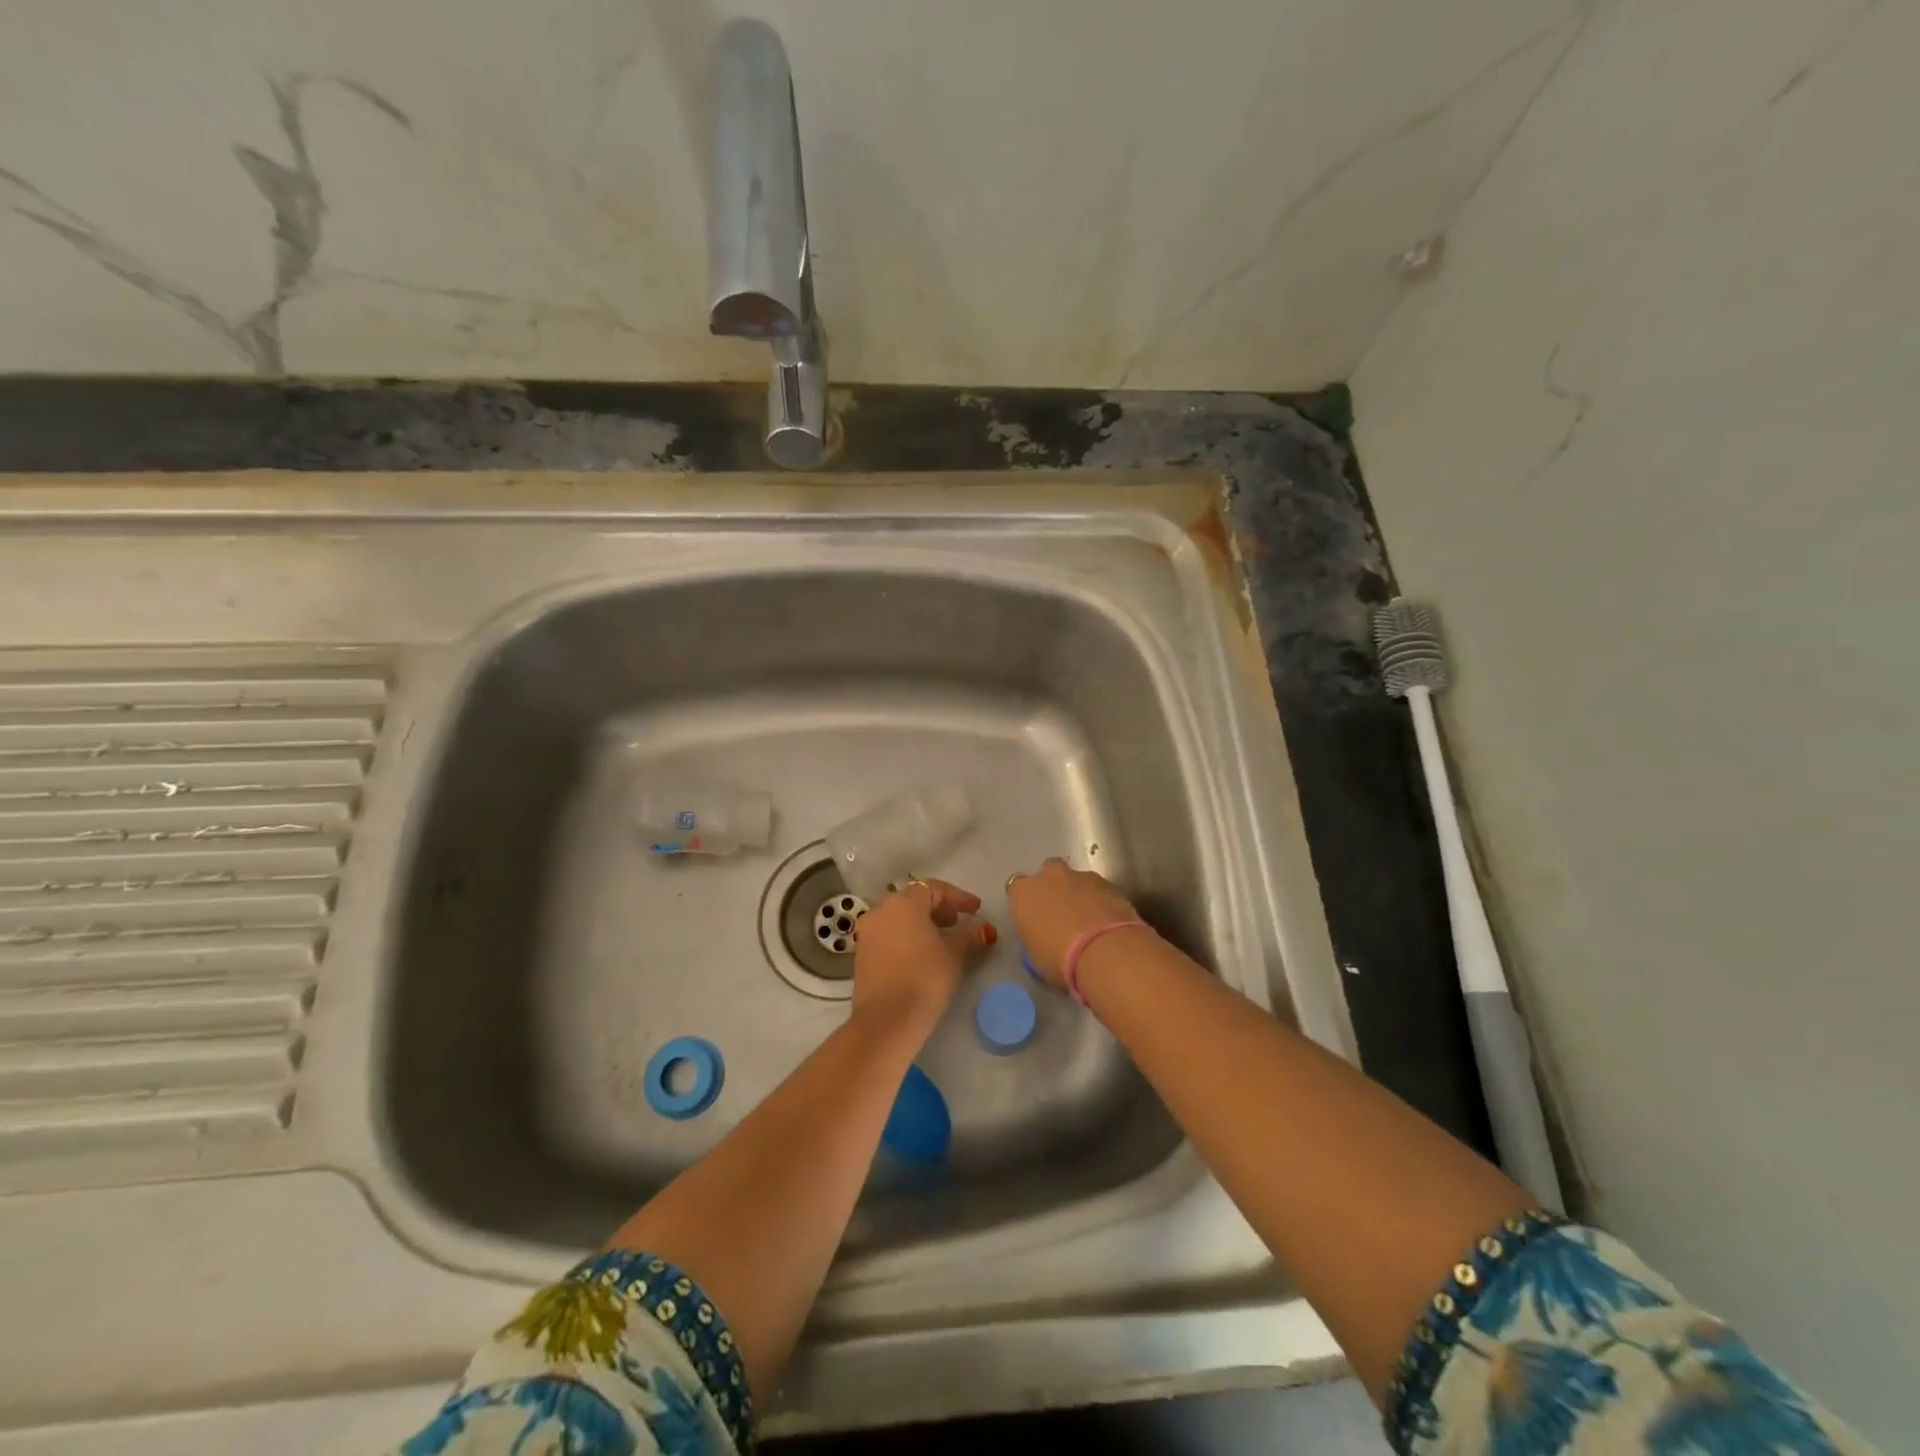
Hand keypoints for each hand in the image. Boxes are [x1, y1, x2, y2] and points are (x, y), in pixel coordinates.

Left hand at [850, 878, 995, 1038]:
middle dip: (939, 908)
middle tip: (959, 922)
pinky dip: (907, 935)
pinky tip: (922, 953)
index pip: (934, 888)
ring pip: (899, 917)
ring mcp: (868, 932)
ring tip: (943, 938)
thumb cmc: (924, 979)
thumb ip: (969, 935)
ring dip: (922, 922)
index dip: (958, 897)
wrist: (885, 1021)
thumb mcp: (954, 955)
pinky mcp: (862, 953)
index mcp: (904, 903)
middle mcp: (881, 910)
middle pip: (914, 899)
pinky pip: (889, 933)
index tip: (976, 909)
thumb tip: (982, 927)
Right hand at [1005, 857, 1150, 988]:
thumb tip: (1043, 935)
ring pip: (1077, 880)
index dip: (1028, 903)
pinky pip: (1101, 890)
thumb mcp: (1034, 955)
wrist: (1104, 951)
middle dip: (1054, 888)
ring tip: (1089, 923)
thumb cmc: (1058, 959)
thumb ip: (1035, 935)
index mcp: (1023, 892)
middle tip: (1062, 914)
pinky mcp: (1110, 883)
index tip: (1034, 919)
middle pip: (1048, 873)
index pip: (1017, 889)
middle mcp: (1049, 876)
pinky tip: (1108, 924)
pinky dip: (1102, 902)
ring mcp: (1082, 876)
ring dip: (1081, 895)